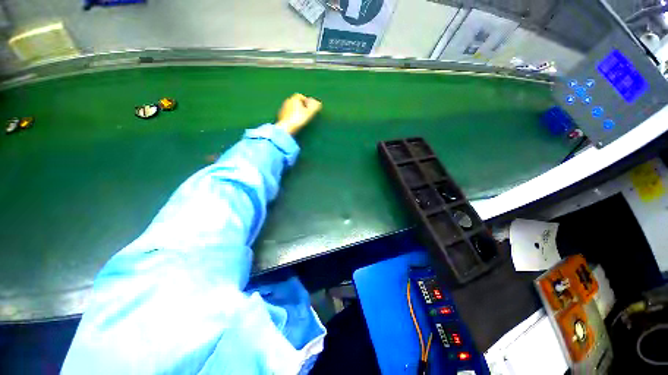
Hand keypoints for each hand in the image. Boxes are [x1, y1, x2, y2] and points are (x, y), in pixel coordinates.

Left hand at [275, 93, 321, 134]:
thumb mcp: (310, 112)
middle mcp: (286, 101)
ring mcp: (282, 109)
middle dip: (300, 105)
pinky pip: (286, 114)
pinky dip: (290, 116)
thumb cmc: (298, 119)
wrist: (285, 128)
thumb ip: (315, 106)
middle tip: (305, 112)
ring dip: (295, 111)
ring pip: (290, 108)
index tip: (309, 107)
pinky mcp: (279, 116)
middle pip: (295, 101)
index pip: (300, 96)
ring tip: (300, 118)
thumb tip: (317, 102)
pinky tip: (293, 122)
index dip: (305, 101)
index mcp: (293, 98)